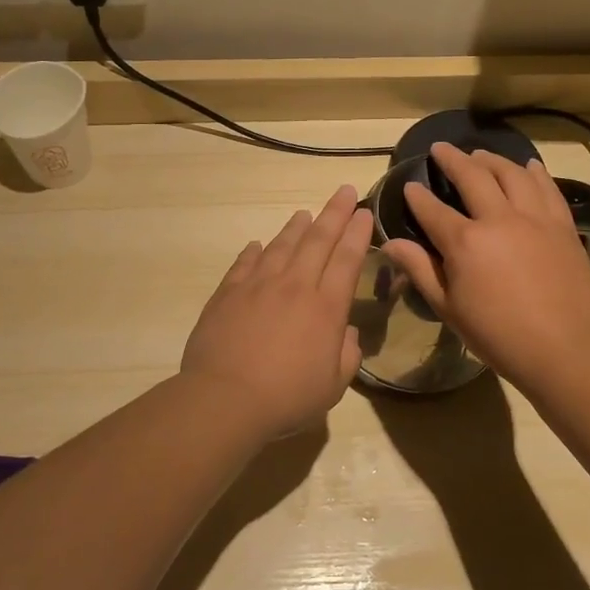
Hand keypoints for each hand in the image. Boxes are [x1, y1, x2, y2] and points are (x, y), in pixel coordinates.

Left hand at [181, 184, 372, 439]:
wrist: (225, 398)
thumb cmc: (286, 397)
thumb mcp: (332, 386)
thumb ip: (347, 355)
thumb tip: (348, 332)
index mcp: (325, 307)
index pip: (347, 260)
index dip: (357, 233)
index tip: (363, 212)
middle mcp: (295, 286)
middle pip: (318, 240)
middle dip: (334, 213)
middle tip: (344, 191)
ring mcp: (258, 285)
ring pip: (282, 245)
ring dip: (296, 227)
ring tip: (304, 213)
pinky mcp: (228, 293)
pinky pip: (245, 264)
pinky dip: (254, 252)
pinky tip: (258, 245)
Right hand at [381, 143, 589, 389]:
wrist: (562, 349)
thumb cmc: (497, 335)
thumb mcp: (448, 307)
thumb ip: (419, 269)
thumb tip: (390, 242)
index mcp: (465, 242)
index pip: (433, 209)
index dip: (418, 196)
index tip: (410, 186)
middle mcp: (499, 219)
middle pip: (473, 176)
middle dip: (453, 159)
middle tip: (441, 148)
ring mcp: (535, 218)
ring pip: (512, 173)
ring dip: (492, 160)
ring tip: (480, 154)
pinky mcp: (562, 226)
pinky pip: (547, 188)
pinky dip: (535, 172)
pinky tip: (528, 165)